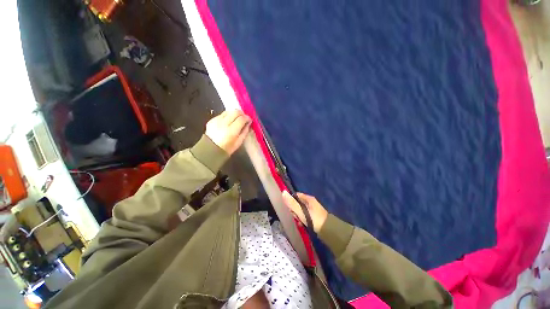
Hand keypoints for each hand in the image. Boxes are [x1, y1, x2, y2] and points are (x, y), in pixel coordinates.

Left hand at [206, 110, 251, 154]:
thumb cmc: (227, 148)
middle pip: (235, 112)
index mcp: (231, 131)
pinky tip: (229, 121)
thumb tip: (248, 123)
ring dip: (234, 114)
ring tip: (237, 119)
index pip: (241, 119)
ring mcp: (217, 120)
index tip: (249, 120)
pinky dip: (228, 116)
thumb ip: (244, 132)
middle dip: (241, 114)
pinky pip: (222, 114)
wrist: (211, 149)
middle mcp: (224, 123)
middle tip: (244, 118)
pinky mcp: (212, 119)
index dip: (247, 118)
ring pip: (229, 111)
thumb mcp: (239, 142)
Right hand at [282, 191, 327, 232]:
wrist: (328, 230)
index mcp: (309, 198)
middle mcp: (311, 202)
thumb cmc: (314, 219)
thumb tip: (283, 192)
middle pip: (298, 203)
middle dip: (295, 210)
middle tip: (296, 217)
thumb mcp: (301, 211)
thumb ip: (292, 203)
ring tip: (300, 222)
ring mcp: (313, 209)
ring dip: (298, 216)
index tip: (290, 209)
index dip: (291, 201)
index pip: (296, 195)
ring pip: (301, 210)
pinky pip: (305, 215)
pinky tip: (302, 224)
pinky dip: (302, 219)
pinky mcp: (314, 216)